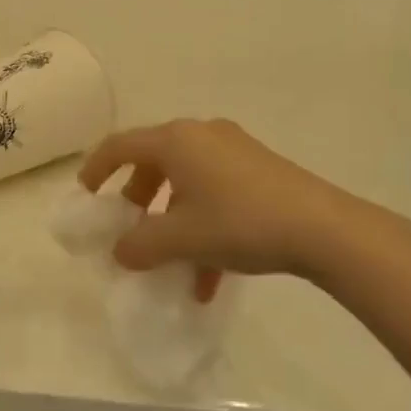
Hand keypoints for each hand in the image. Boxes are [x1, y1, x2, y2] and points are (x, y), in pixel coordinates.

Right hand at [78, 120, 376, 294]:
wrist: (324, 229)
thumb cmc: (239, 222)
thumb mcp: (180, 239)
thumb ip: (139, 245)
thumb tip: (121, 252)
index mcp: (176, 141)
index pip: (119, 145)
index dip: (95, 169)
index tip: (85, 196)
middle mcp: (202, 135)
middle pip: (153, 162)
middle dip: (136, 198)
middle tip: (129, 228)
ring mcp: (234, 151)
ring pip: (186, 182)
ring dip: (171, 219)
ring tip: (168, 260)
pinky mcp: (259, 171)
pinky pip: (215, 193)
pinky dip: (202, 226)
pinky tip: (208, 276)